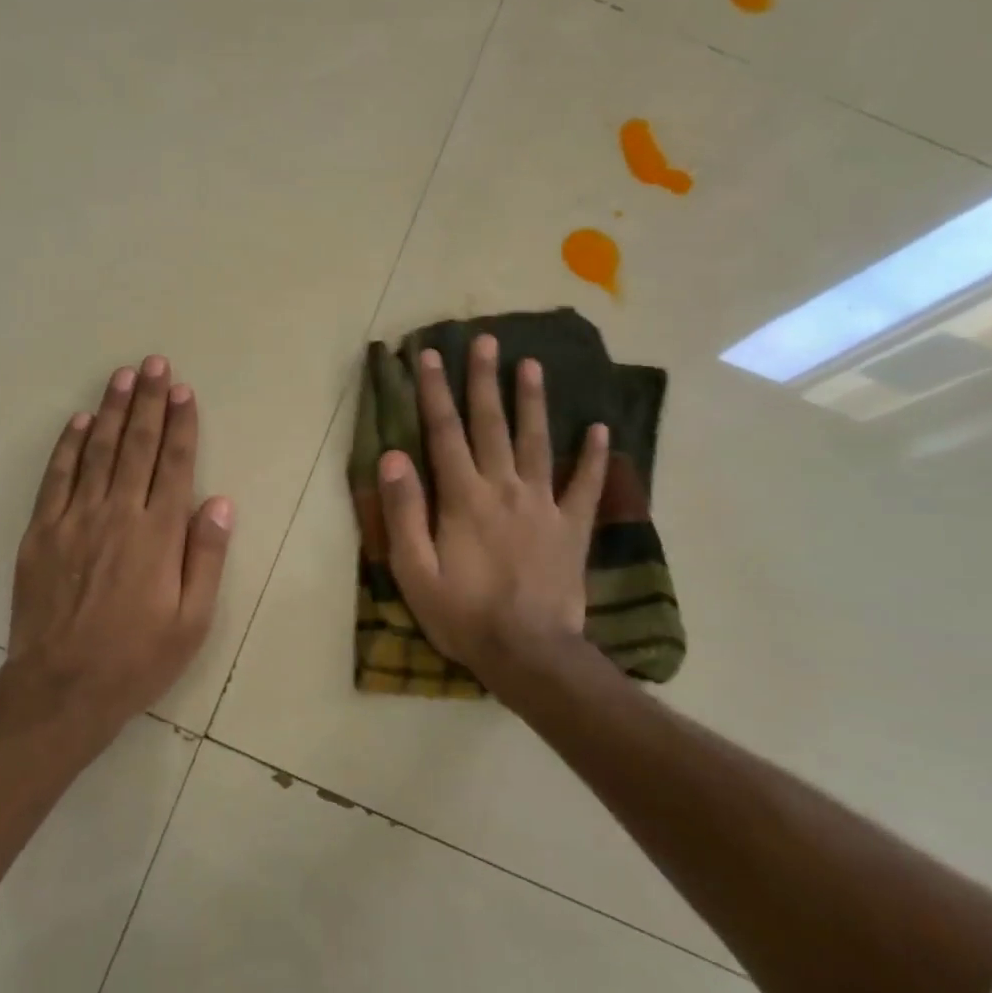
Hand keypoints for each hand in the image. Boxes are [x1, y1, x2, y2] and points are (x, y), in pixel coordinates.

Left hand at [0, 355, 233, 745]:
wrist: (62, 687)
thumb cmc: (137, 657)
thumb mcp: (192, 620)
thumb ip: (206, 557)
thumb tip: (219, 502)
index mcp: (158, 534)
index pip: (175, 464)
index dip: (181, 424)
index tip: (183, 391)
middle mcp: (118, 514)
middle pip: (137, 447)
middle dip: (148, 403)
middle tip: (154, 365)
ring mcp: (75, 519)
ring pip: (97, 452)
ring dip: (112, 411)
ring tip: (122, 377)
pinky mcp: (41, 532)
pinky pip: (57, 477)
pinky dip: (68, 446)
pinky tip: (80, 421)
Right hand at [376, 334, 608, 706]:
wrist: (529, 653)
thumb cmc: (463, 614)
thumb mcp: (414, 570)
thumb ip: (404, 511)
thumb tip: (392, 457)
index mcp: (463, 497)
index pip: (444, 432)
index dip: (434, 391)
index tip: (429, 355)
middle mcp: (504, 488)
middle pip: (491, 424)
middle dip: (484, 380)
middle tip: (485, 339)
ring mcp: (544, 504)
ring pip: (537, 441)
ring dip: (532, 401)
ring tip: (531, 364)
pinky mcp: (572, 526)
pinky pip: (586, 484)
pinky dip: (594, 456)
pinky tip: (599, 428)